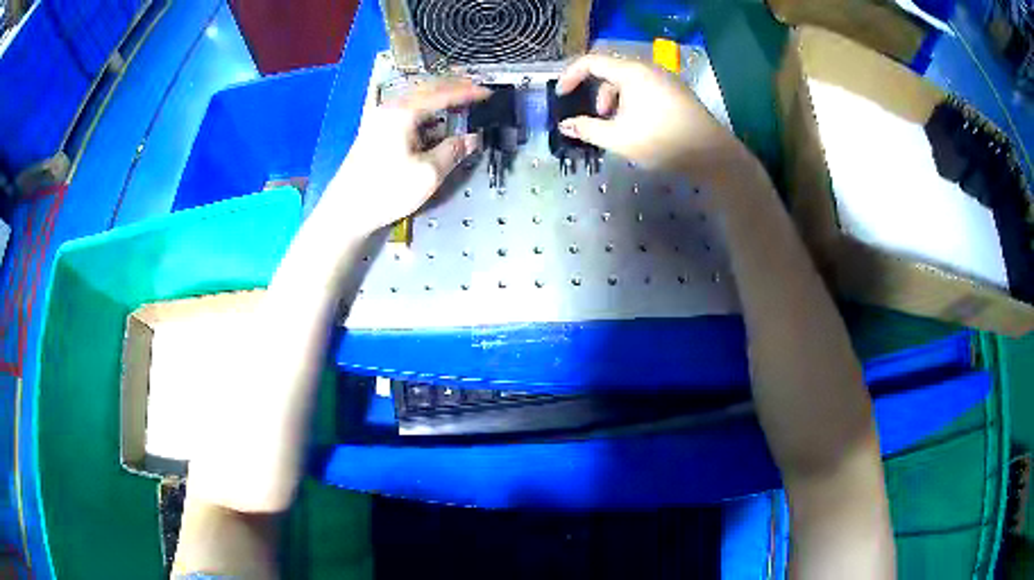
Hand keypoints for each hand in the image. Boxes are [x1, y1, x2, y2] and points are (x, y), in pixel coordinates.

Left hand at [319, 78, 489, 234]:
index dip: (467, 92)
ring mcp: (379, 118)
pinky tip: (433, 119)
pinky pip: (405, 109)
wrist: (346, 210)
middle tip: (475, 91)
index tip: (488, 93)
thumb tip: (472, 138)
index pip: (442, 94)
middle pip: (426, 88)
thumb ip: (453, 151)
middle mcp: (390, 108)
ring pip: (415, 98)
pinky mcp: (374, 130)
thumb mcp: (428, 174)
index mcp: (404, 113)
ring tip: (458, 101)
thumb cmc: (386, 191)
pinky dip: (424, 109)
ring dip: (437, 97)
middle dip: (452, 88)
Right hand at [556, 54, 751, 184]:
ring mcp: (666, 79)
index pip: (591, 62)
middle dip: (598, 93)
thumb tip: (565, 125)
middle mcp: (649, 68)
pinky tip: (640, 125)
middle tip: (598, 118)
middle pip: (612, 71)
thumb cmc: (662, 141)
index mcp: (631, 72)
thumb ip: (587, 129)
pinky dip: (634, 101)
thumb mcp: (618, 138)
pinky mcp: (678, 92)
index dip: (571, 76)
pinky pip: (647, 88)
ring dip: (617, 100)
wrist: (711, 154)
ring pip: (630, 81)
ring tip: (620, 126)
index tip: (561, 95)